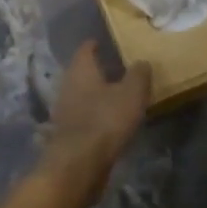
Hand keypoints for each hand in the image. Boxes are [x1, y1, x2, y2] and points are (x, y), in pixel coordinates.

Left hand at [40, 41, 152, 200]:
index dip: (96, 44)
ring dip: (95, 94)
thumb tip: (142, 61)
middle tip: (116, 69)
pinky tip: (108, 121)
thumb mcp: (132, 93)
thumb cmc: (106, 120)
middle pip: (81, 71)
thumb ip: (138, 74)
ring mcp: (64, 110)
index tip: (106, 42)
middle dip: (97, 70)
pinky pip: (82, 116)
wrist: (78, 164)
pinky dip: (94, 114)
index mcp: (81, 69)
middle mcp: (67, 85)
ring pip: (81, 94)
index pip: (86, 49)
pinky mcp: (66, 133)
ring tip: (116, 95)